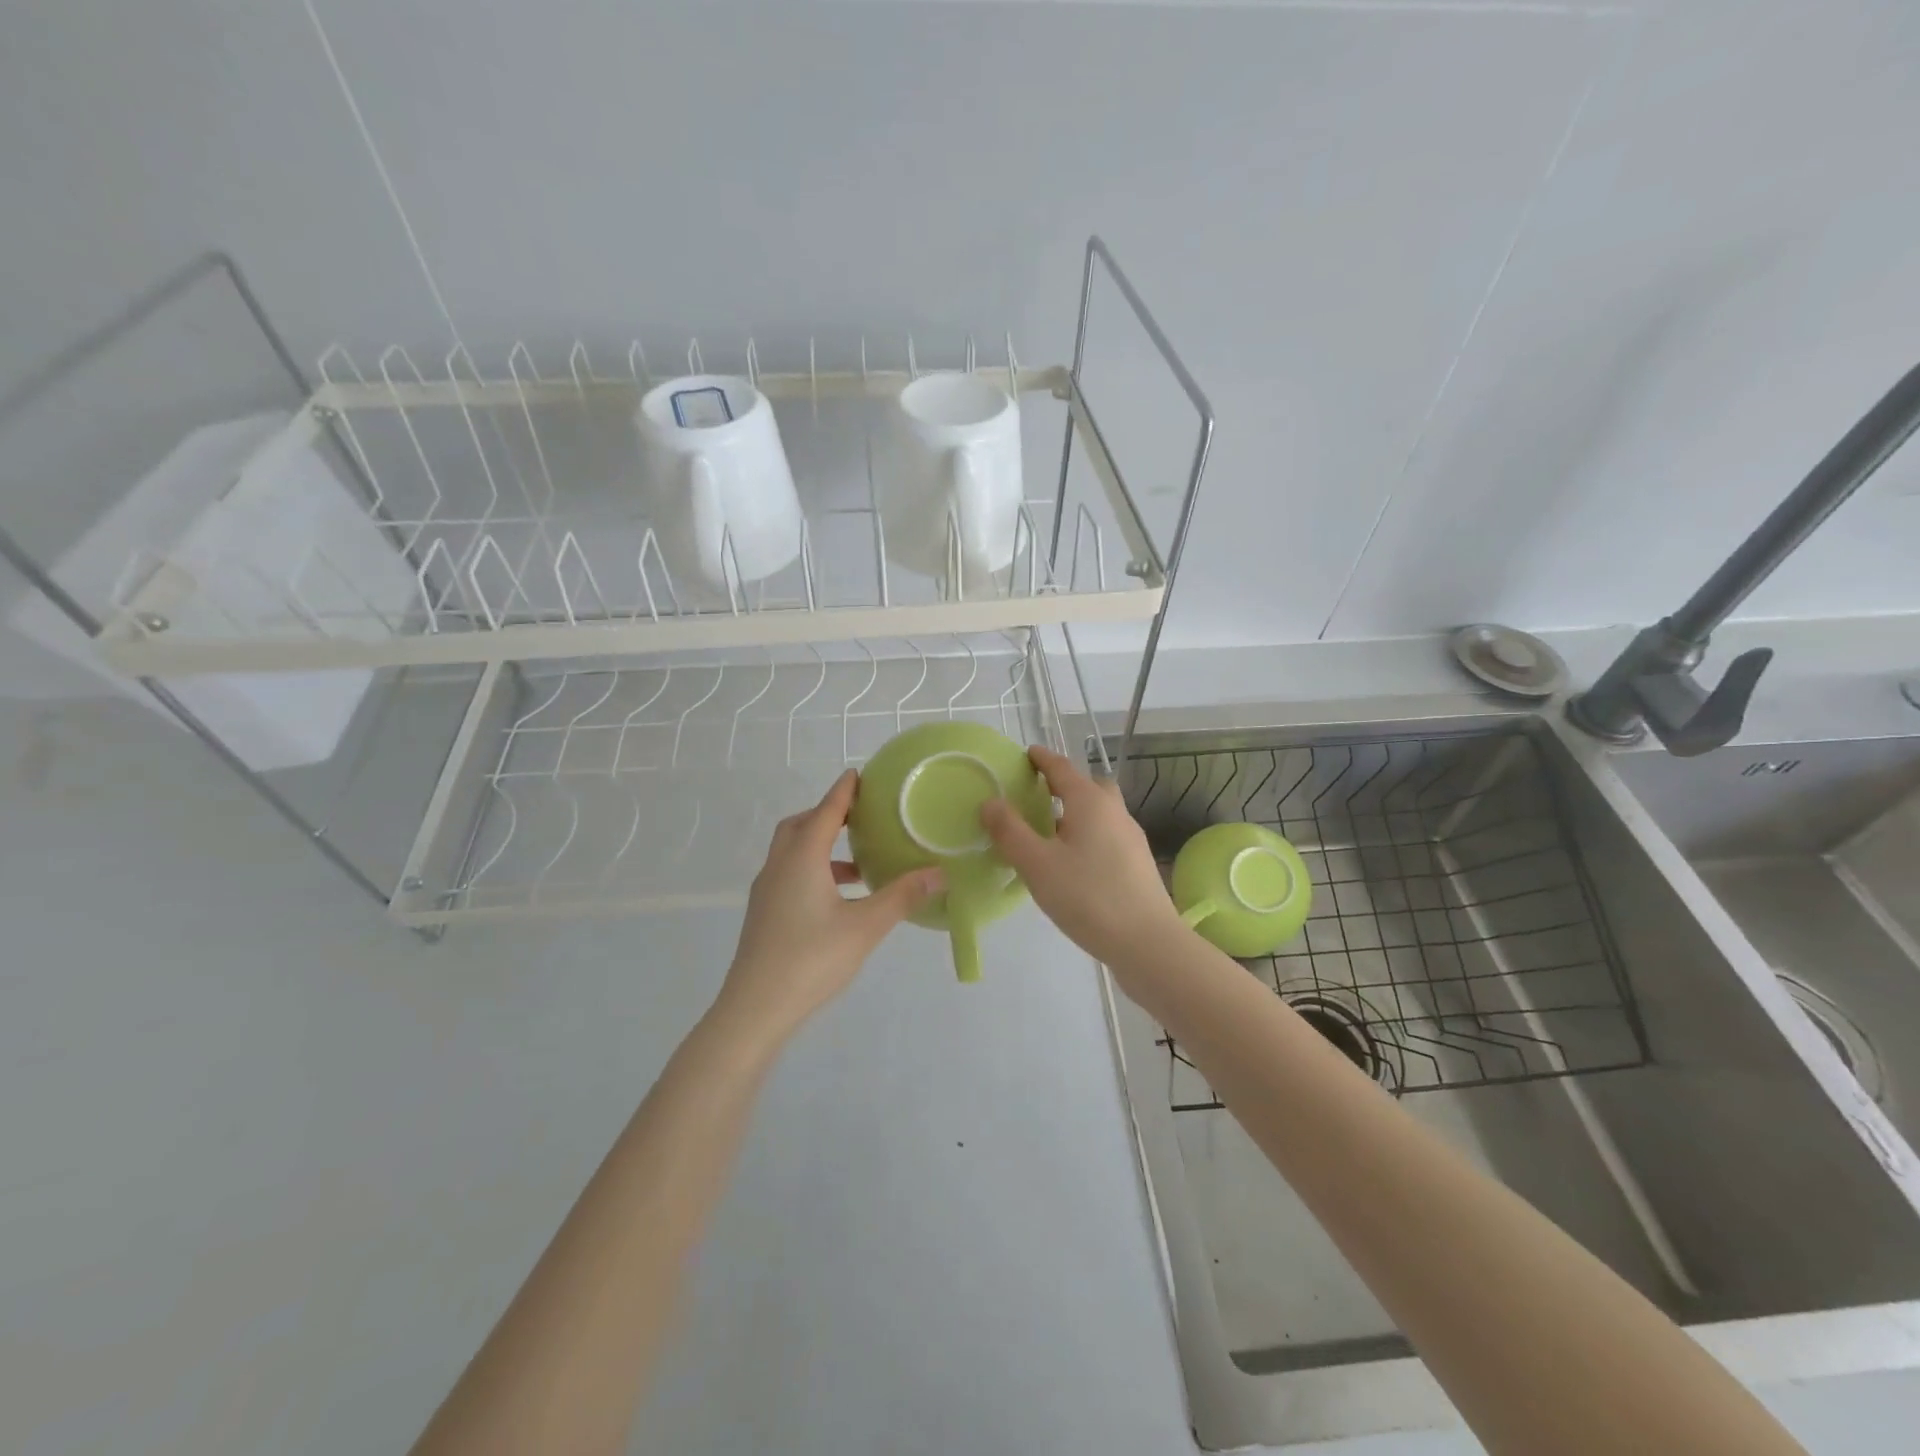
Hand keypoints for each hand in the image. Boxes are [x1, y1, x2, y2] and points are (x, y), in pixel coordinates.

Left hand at [716, 770, 942, 1046]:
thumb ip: (902, 896)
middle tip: (859, 815)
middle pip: (800, 826)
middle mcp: (779, 867)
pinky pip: (790, 874)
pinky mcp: (764, 914)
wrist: (755, 1009)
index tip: (858, 774)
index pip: (825, 812)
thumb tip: (940, 872)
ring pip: (792, 852)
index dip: (843, 792)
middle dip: (828, 814)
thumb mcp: (865, 927)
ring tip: (858, 861)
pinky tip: (840, 898)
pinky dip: (814, 870)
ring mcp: (767, 892)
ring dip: (821, 845)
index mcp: (801, 859)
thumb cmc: (811, 960)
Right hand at [980, 745, 1185, 971]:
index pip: (1062, 768)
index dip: (1042, 759)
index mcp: (1090, 802)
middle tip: (1037, 794)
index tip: (1026, 754)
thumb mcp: (1038, 864)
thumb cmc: (1088, 897)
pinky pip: (1106, 835)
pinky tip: (1071, 862)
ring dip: (1075, 812)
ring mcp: (1130, 837)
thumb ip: (1010, 831)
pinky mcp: (1136, 863)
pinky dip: (1086, 834)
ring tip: (1048, 831)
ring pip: (1099, 812)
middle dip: (1063, 784)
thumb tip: (990, 801)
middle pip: (1088, 786)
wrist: (1147, 943)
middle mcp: (1114, 811)